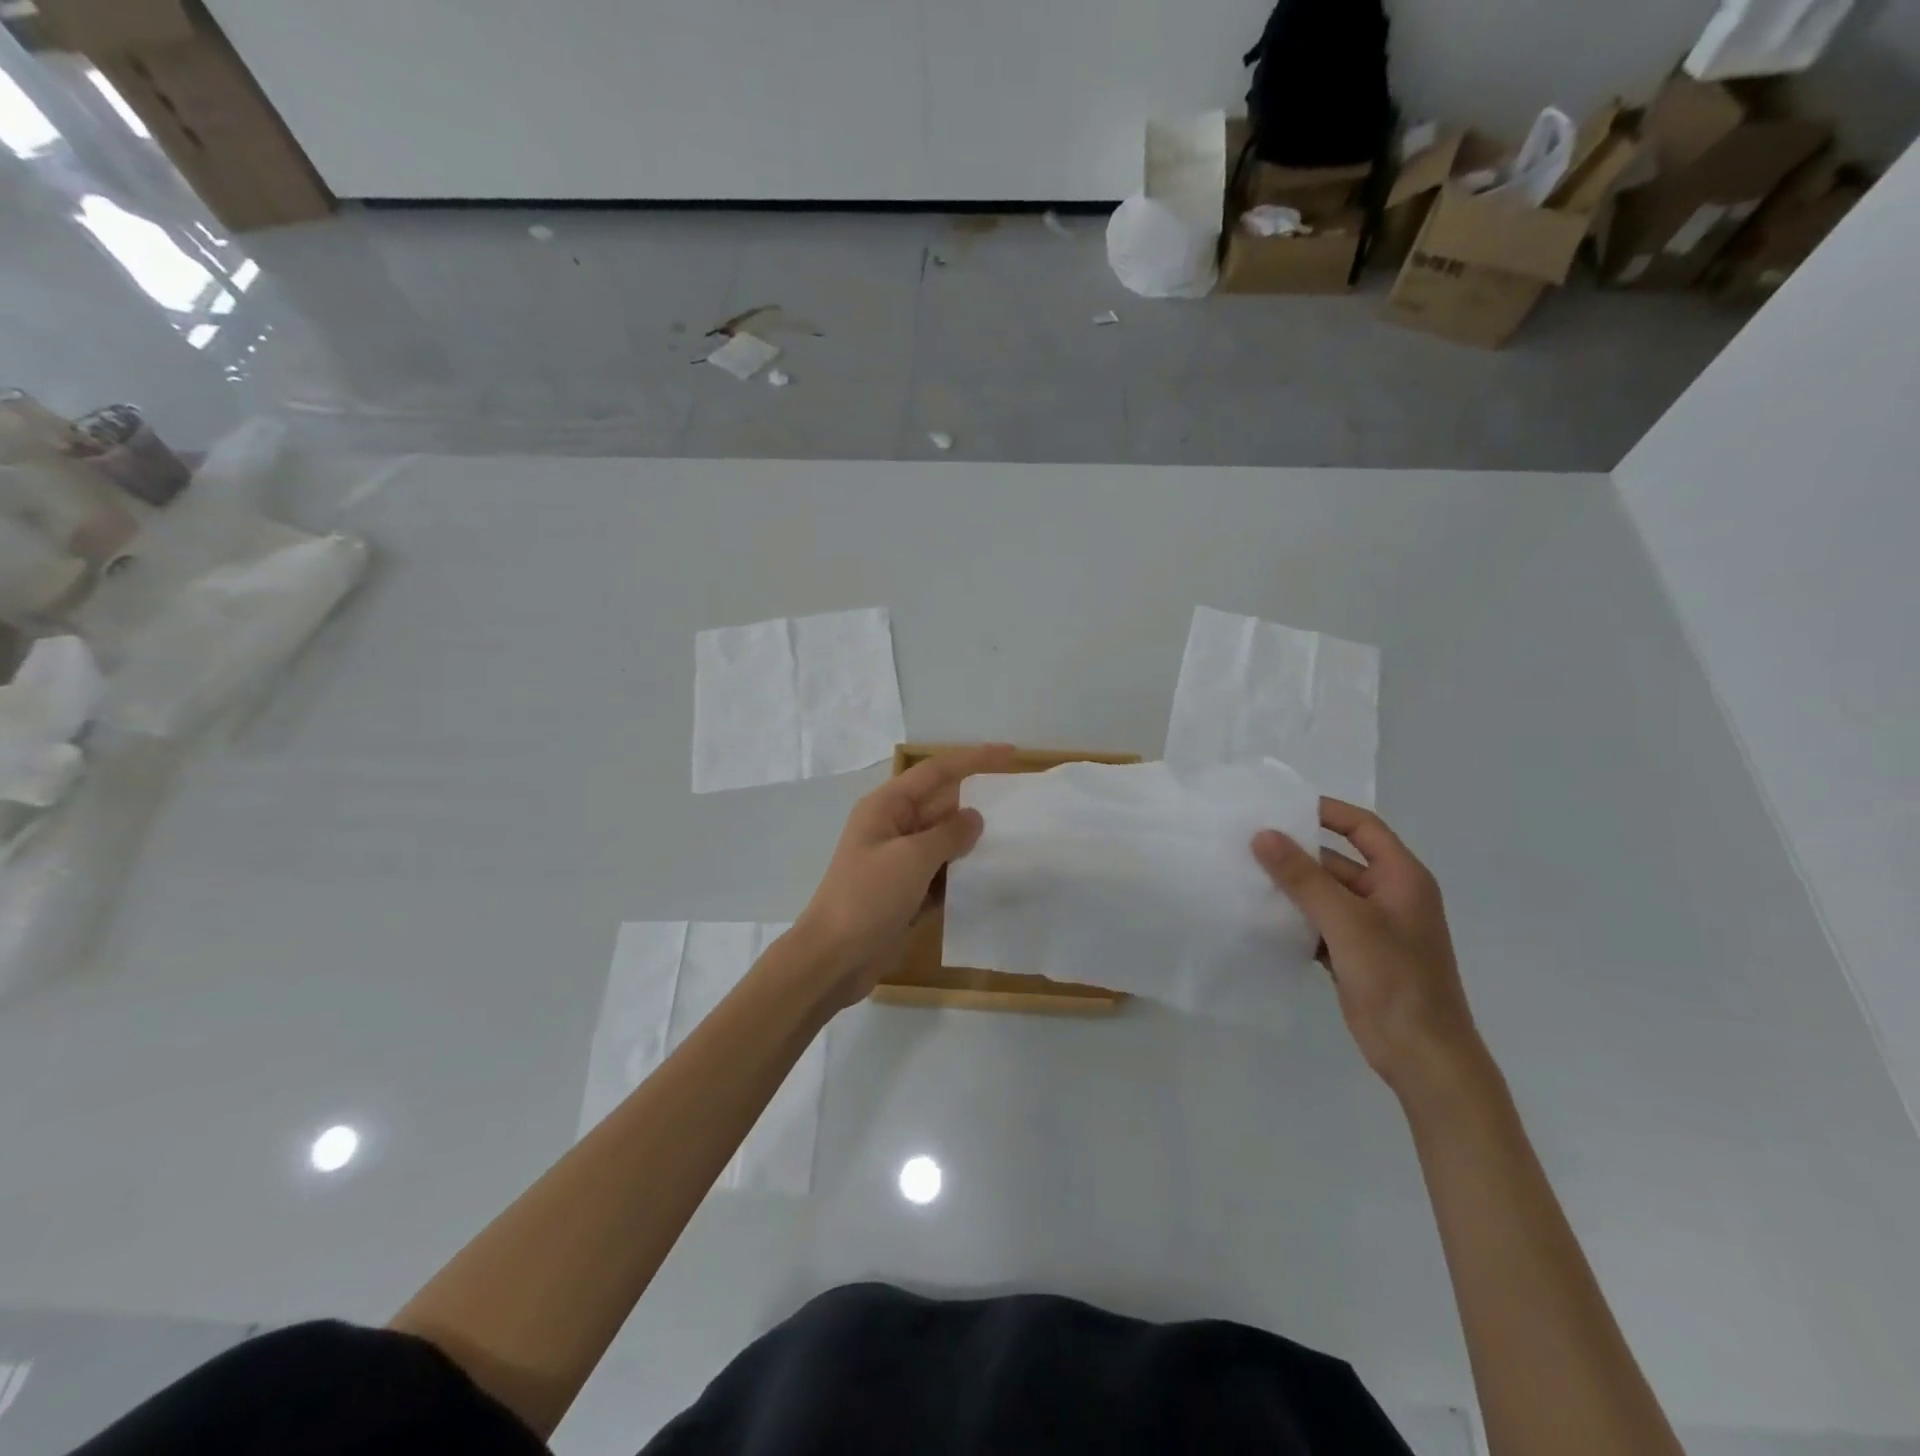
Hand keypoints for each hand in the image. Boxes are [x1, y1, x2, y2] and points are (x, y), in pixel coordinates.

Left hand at [795, 744, 1015, 1007]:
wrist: (833, 959)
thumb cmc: (867, 898)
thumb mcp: (911, 859)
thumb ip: (948, 834)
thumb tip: (975, 817)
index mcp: (886, 807)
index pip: (936, 771)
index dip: (974, 759)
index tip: (1011, 754)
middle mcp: (893, 827)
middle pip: (942, 804)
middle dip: (978, 802)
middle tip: (1021, 804)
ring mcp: (899, 861)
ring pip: (945, 840)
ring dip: (974, 841)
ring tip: (1018, 839)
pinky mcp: (907, 892)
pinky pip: (942, 872)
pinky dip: (963, 873)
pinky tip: (993, 877)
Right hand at [1252, 799, 1480, 1095]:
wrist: (1423, 1055)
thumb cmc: (1395, 979)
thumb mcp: (1346, 921)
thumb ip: (1303, 877)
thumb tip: (1263, 835)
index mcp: (1402, 878)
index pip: (1363, 827)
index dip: (1326, 812)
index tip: (1281, 808)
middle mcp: (1389, 896)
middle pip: (1337, 861)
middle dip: (1296, 854)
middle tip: (1247, 843)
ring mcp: (1372, 928)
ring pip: (1324, 895)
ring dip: (1291, 888)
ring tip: (1244, 876)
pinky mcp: (1356, 955)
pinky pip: (1319, 924)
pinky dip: (1294, 919)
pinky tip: (1260, 917)